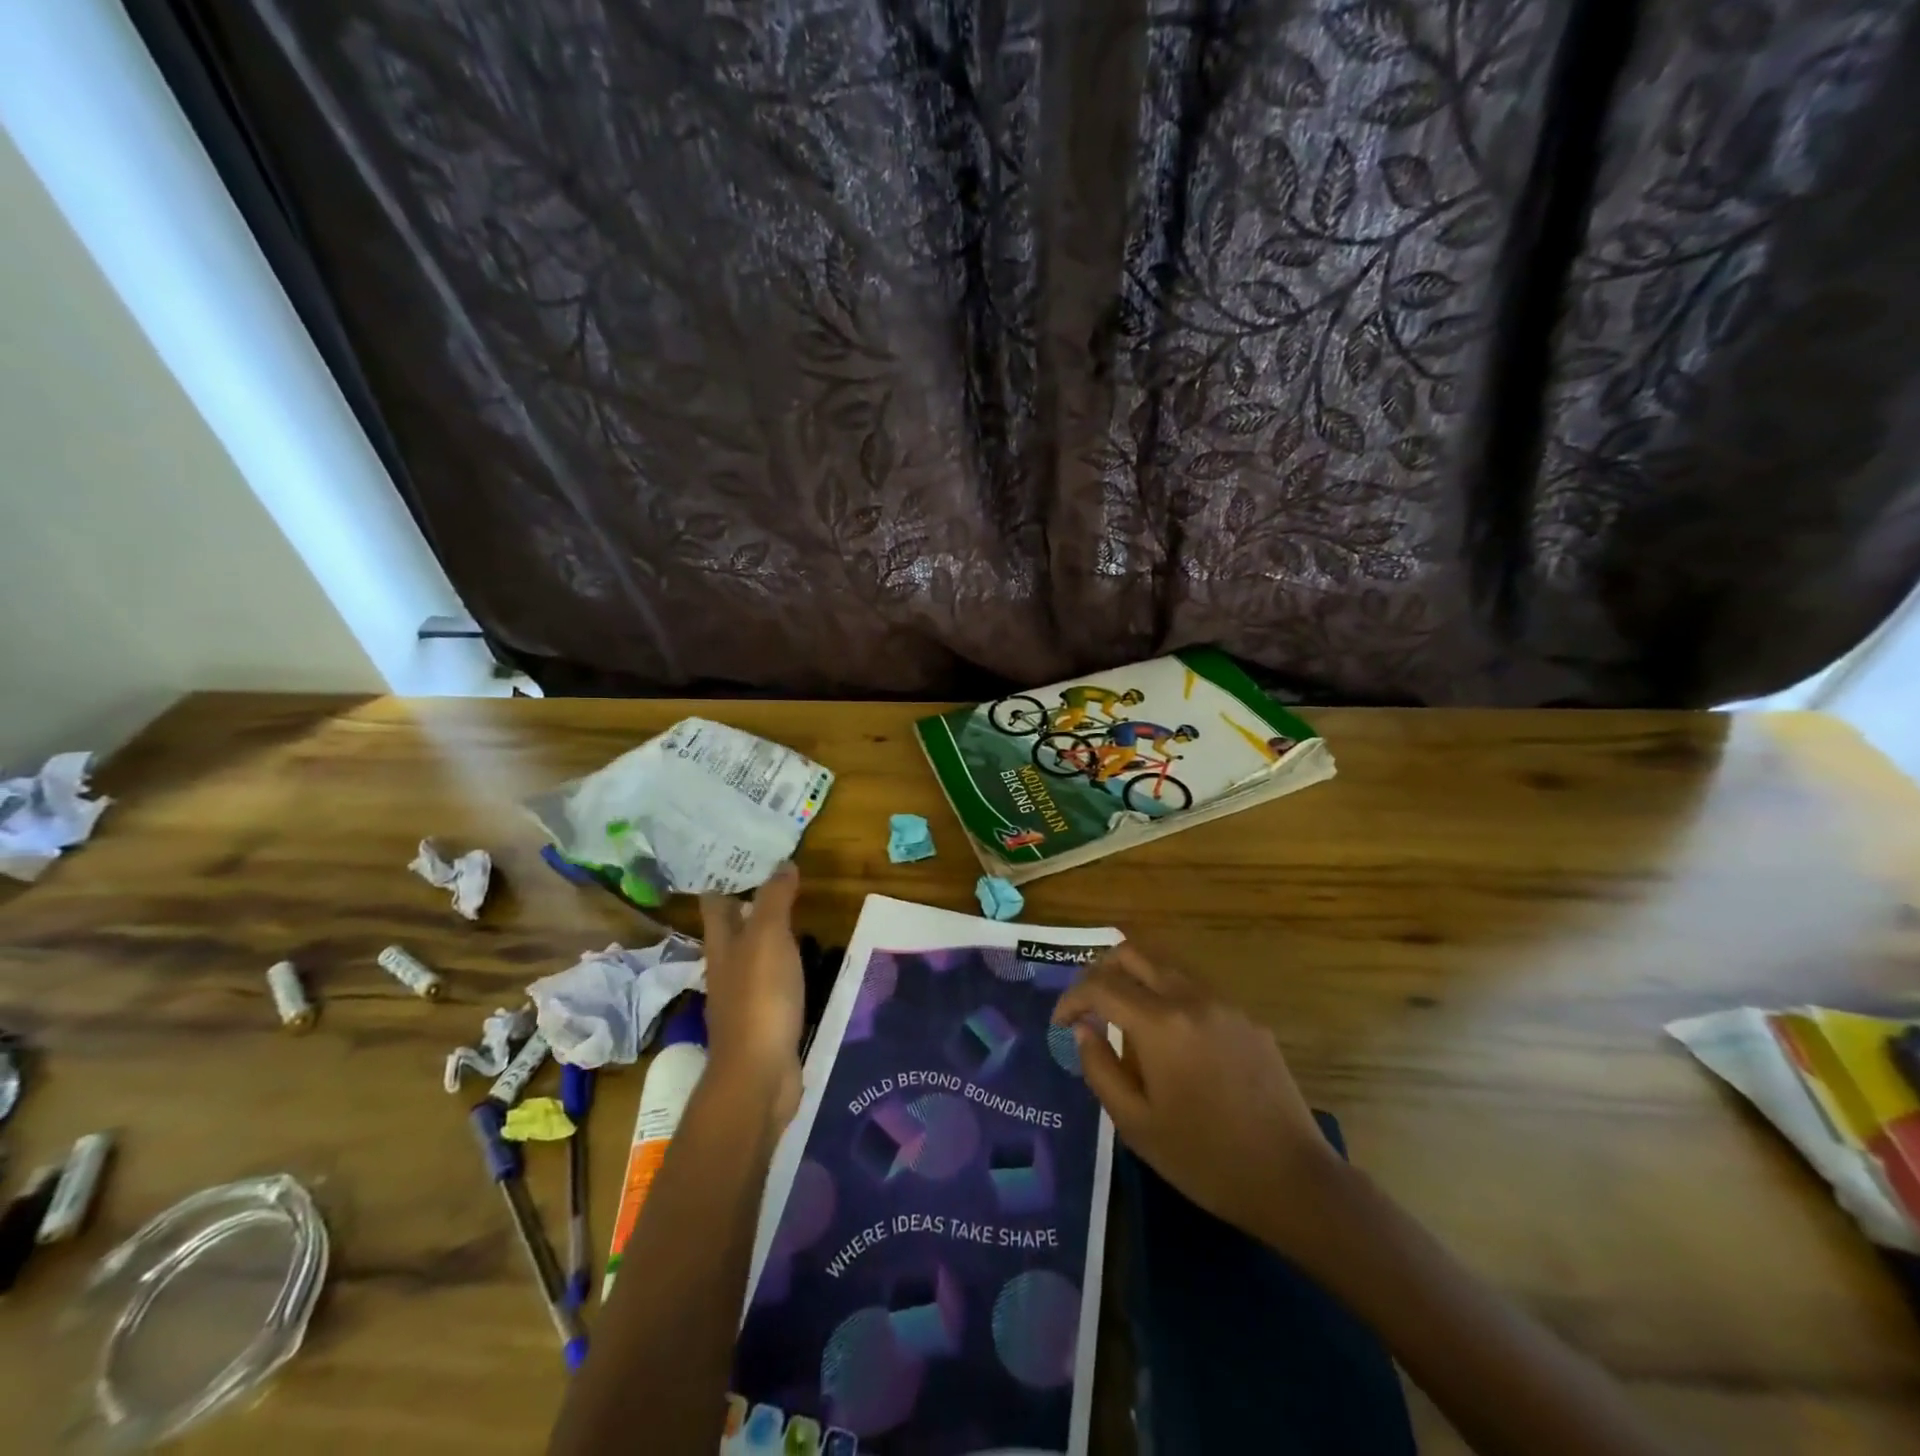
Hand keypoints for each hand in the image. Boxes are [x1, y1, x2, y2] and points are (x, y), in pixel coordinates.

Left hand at [698, 862, 804, 1127]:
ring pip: (754, 957)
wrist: (759, 1076)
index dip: (725, 879)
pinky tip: (806, 965)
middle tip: (781, 879)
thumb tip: (783, 864)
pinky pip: (774, 984)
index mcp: (721, 945)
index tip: (745, 857)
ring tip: (799, 915)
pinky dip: (786, 969)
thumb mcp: (768, 938)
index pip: (715, 903)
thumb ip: (775, 899)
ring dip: (770, 937)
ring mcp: (743, 998)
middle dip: (750, 905)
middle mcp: (726, 968)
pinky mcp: (764, 1021)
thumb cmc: (760, 998)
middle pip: (733, 929)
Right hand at [1053, 943, 1347, 1259]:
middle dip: (1101, 971)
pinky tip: (1171, 1040)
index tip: (1060, 1023)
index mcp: (1160, 1023)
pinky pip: (1195, 988)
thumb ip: (1099, 1068)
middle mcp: (1191, 997)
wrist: (1293, 1180)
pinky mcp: (1248, 1018)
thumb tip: (1081, 1029)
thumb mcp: (1136, 1125)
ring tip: (1124, 1019)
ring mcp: (1224, 1003)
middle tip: (1089, 1007)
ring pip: (1166, 964)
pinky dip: (1168, 996)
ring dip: (1136, 978)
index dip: (1071, 999)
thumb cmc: (1205, 1159)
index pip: (1100, 985)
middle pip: (1133, 953)